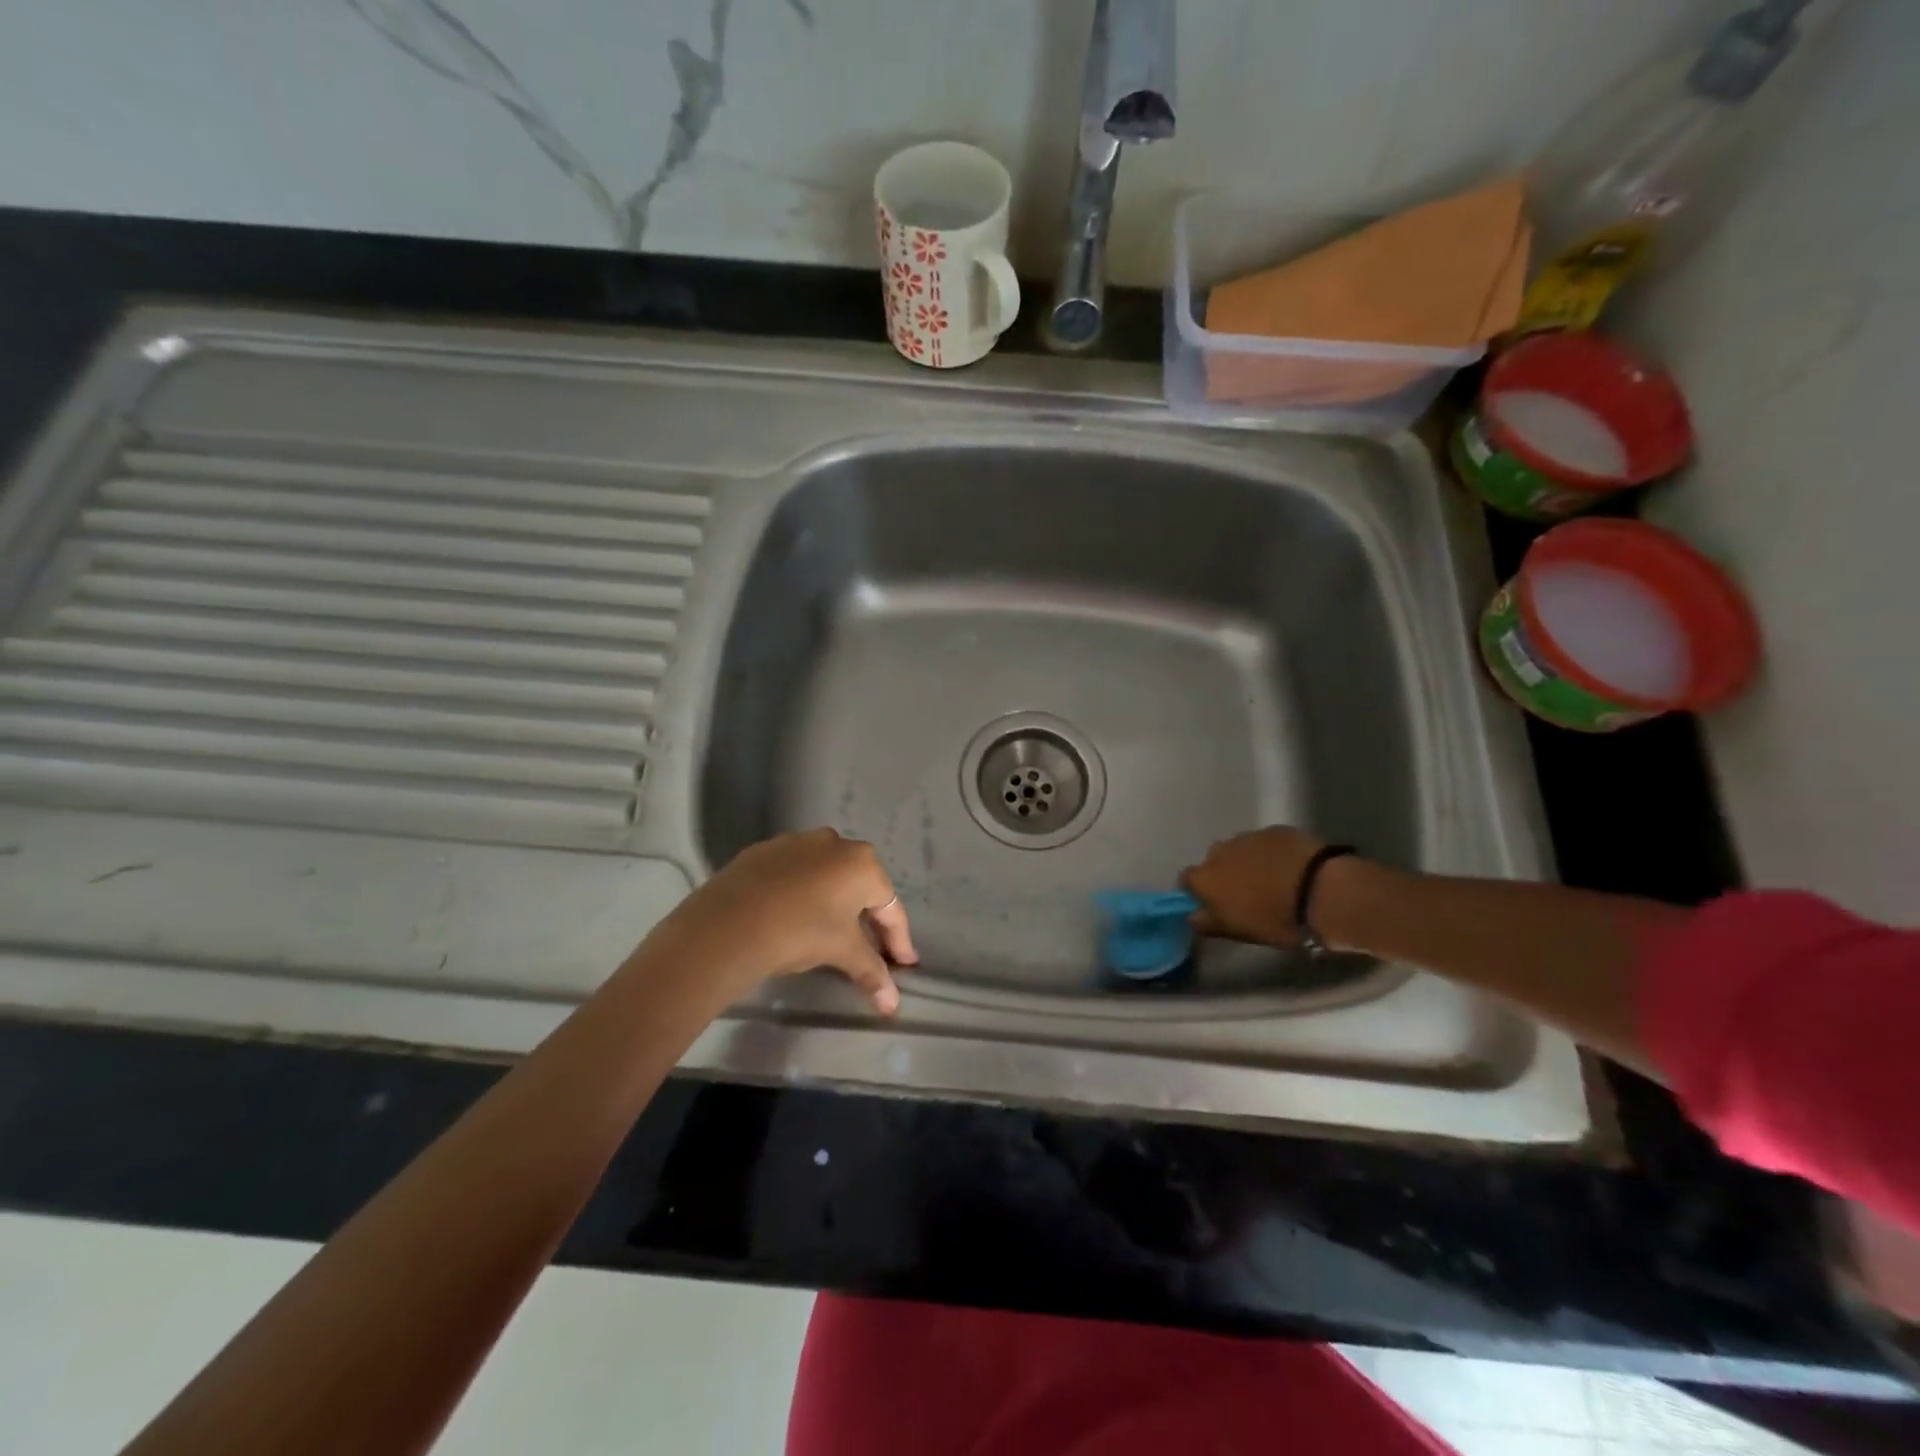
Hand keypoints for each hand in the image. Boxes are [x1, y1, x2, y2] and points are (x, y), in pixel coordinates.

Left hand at [651, 829, 917, 1013]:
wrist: (727, 925)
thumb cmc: (800, 932)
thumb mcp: (842, 952)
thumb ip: (871, 972)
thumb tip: (892, 1005)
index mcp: (862, 863)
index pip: (889, 907)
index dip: (899, 940)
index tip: (905, 965)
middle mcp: (834, 842)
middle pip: (860, 887)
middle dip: (868, 919)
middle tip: (871, 950)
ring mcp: (796, 842)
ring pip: (826, 876)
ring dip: (833, 903)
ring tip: (830, 932)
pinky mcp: (763, 851)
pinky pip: (794, 874)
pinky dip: (801, 894)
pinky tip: (792, 916)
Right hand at [1180, 826, 1329, 946]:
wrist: (1323, 891)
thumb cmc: (1276, 920)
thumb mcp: (1239, 932)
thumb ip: (1209, 923)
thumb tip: (1192, 916)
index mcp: (1205, 879)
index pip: (1186, 881)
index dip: (1199, 892)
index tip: (1214, 904)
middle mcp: (1219, 852)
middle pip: (1213, 861)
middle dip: (1224, 874)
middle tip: (1246, 893)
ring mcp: (1247, 837)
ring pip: (1239, 849)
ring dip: (1247, 861)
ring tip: (1271, 879)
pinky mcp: (1275, 830)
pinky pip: (1265, 842)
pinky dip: (1271, 853)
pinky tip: (1290, 867)